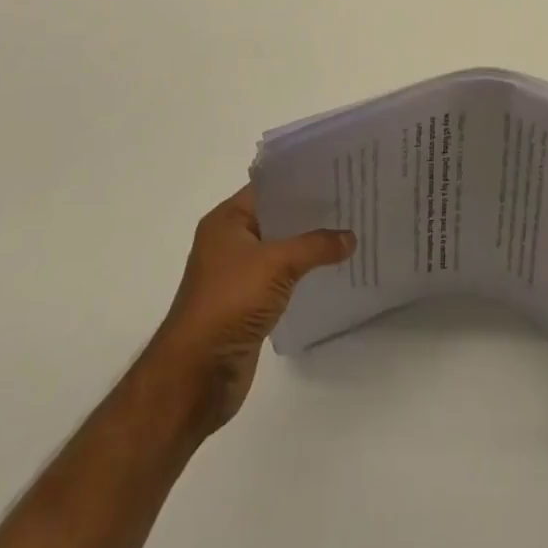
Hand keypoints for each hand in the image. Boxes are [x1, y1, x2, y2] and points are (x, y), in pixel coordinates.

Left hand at [148, 186, 353, 436]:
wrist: (196, 374)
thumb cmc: (229, 302)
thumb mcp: (276, 264)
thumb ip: (315, 245)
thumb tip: (350, 237)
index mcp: (226, 220)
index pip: (269, 187)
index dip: (301, 179)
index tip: (336, 173)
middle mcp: (230, 241)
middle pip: (276, 216)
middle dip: (310, 212)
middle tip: (351, 200)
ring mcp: (238, 273)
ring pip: (280, 248)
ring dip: (308, 243)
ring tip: (349, 231)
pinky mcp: (247, 303)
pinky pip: (281, 277)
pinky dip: (302, 271)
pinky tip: (331, 269)